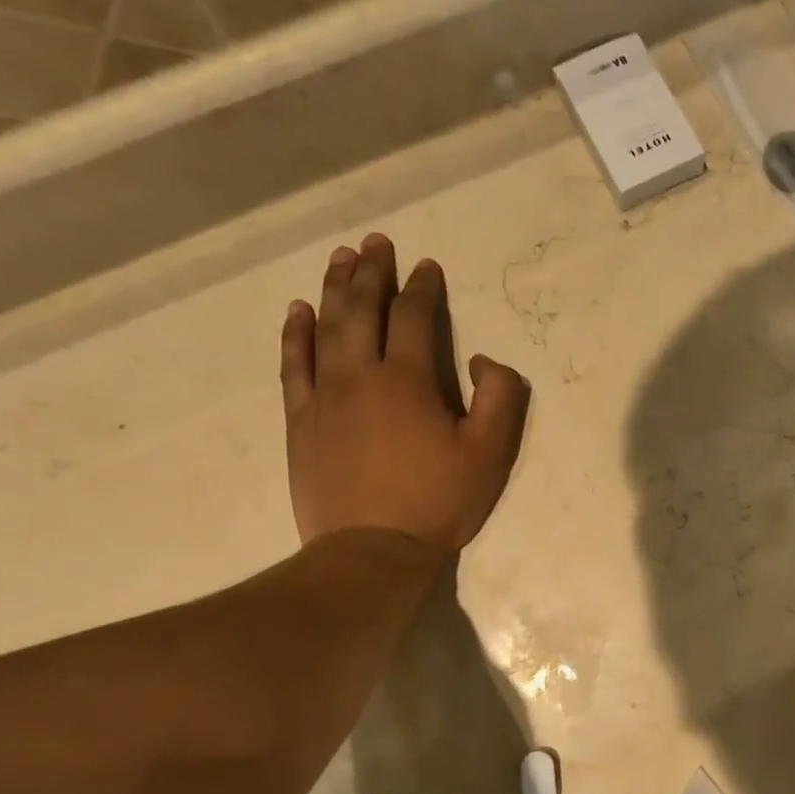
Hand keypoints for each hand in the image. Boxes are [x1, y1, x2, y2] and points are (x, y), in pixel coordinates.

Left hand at [280, 234, 529, 552]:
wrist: (371, 551)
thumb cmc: (438, 501)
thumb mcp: (491, 451)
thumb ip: (500, 395)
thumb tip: (480, 359)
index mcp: (408, 380)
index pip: (414, 317)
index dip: (423, 287)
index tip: (427, 266)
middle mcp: (360, 375)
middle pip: (363, 310)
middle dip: (372, 272)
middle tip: (375, 242)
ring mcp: (324, 397)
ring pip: (326, 328)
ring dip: (334, 289)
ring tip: (340, 258)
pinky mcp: (301, 421)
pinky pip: (294, 365)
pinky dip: (295, 335)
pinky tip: (298, 312)